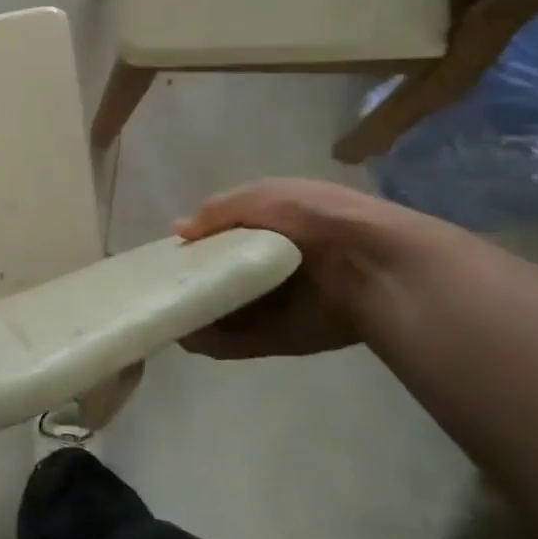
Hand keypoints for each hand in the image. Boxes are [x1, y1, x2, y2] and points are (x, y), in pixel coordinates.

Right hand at [175, 179, 394, 358]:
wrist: (375, 268)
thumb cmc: (318, 219)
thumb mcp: (264, 197)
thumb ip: (218, 211)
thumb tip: (178, 232)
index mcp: (271, 228)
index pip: (223, 238)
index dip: (197, 244)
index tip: (169, 253)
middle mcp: (270, 268)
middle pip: (220, 276)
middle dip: (192, 281)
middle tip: (162, 285)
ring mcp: (274, 306)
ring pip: (223, 312)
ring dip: (197, 314)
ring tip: (165, 312)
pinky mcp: (279, 338)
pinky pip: (237, 342)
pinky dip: (211, 342)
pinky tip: (186, 335)